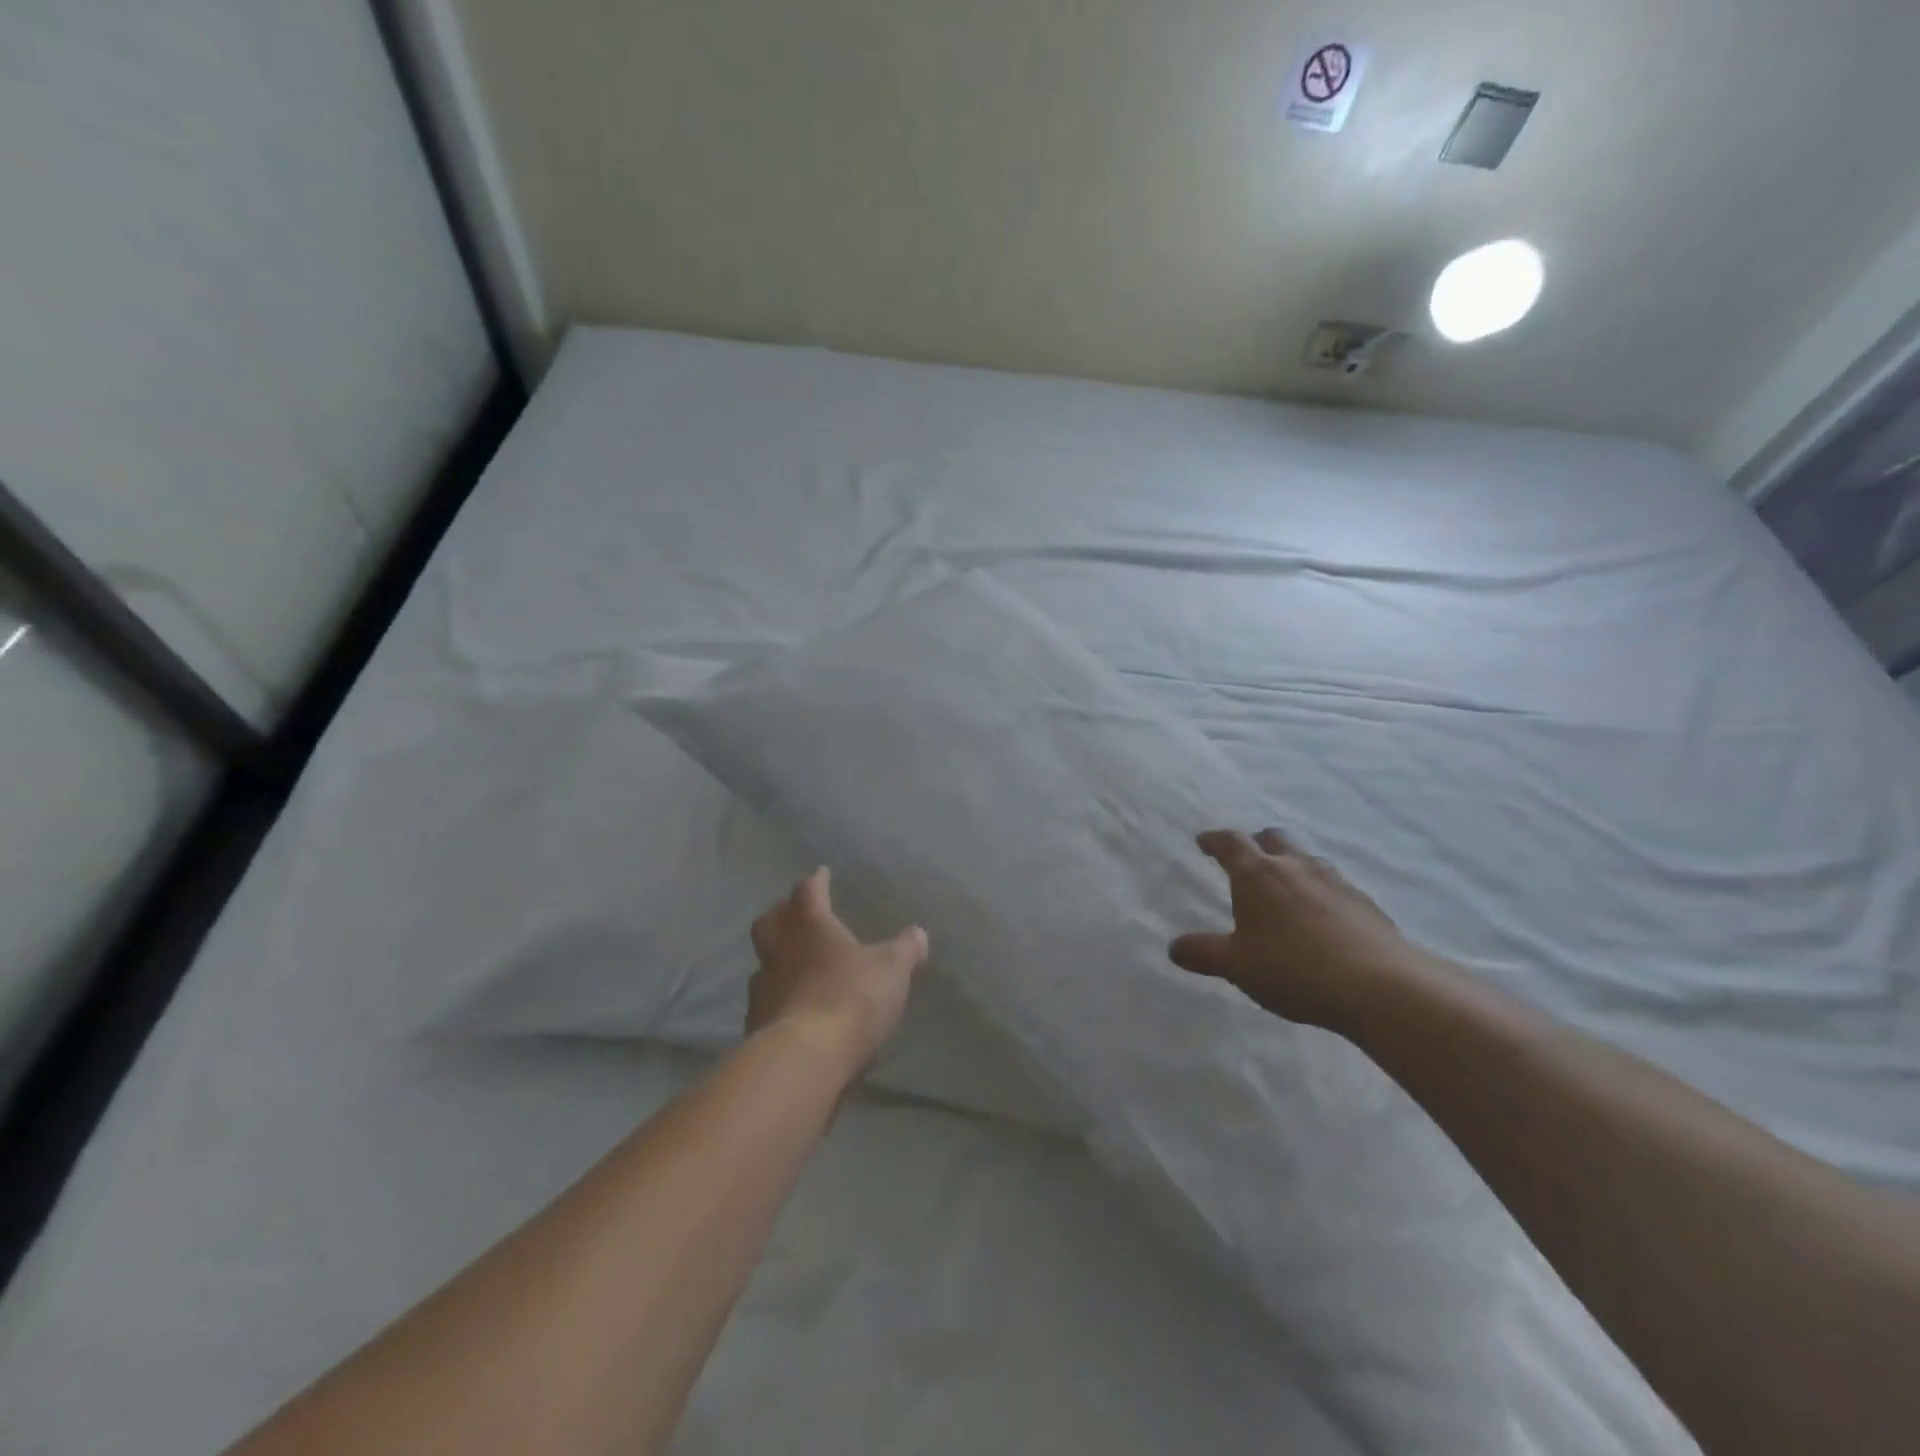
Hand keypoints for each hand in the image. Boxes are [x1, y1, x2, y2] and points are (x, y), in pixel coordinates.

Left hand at [747, 868, 927, 1070]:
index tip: (820, 874)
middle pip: (770, 922)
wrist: (805, 1058)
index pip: (808, 892)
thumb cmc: (851, 998)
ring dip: (775, 958)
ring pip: (762, 962)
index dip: (815, 882)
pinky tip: (791, 1007)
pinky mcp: (756, 1024)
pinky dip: (776, 998)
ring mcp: (763, 988)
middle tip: (795, 914)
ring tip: (792, 964)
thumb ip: (905, 950)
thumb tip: (918, 933)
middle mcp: (780, 950)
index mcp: (811, 927)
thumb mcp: (892, 970)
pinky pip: (764, 1001)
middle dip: (782, 914)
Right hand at [1168, 828, 1427, 1034]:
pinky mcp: (1365, 903)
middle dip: (1256, 843)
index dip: (1214, 840)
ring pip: (1307, 859)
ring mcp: (1335, 881)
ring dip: (1291, 864)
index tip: (1204, 841)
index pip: (1230, 843)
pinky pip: (1334, 885)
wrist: (1380, 987)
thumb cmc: (1293, 968)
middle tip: (1247, 858)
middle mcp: (1295, 866)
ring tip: (1285, 887)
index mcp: (1257, 874)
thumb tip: (1174, 947)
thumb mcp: (1237, 966)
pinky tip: (1321, 917)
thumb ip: (1204, 953)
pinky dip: (1319, 891)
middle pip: (1273, 838)